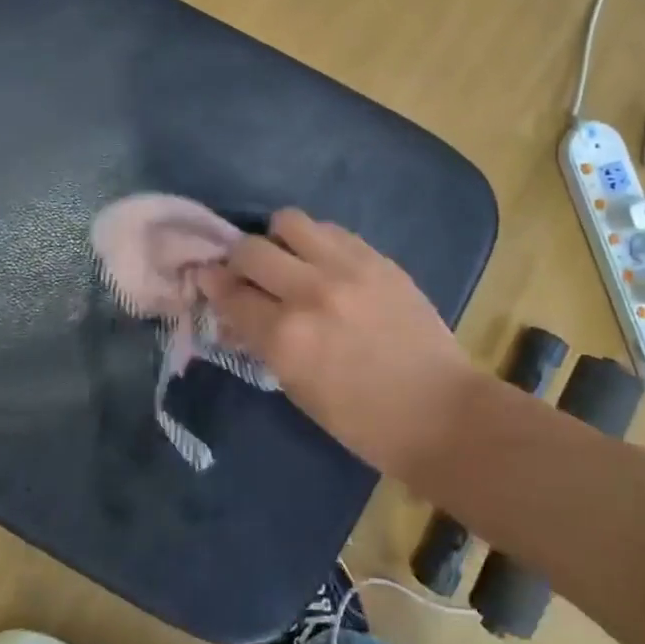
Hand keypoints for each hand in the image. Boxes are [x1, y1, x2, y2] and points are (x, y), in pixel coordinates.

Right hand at [198, 209, 479, 473]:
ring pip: (290, 222)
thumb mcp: (299, 390)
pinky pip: (332, 230)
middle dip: (238, 259)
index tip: (206, 277)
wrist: (439, 409)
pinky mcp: (377, 258)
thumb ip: (264, 344)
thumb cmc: (364, 422)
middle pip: (251, 249)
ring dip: (278, 239)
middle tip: (245, 272)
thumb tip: (238, 313)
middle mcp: (310, 293)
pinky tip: (324, 261)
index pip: (231, 295)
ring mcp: (347, 268)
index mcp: (286, 338)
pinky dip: (317, 241)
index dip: (212, 285)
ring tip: (288, 258)